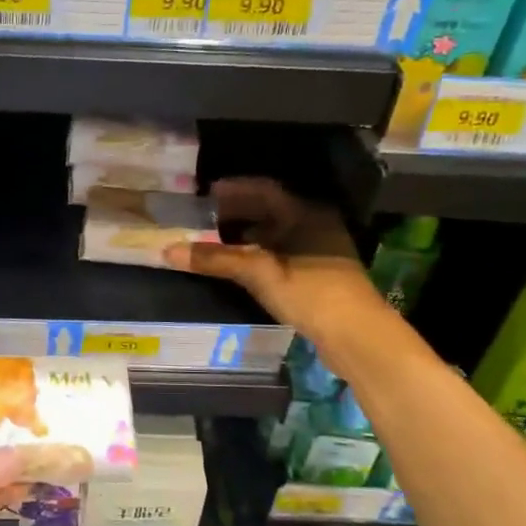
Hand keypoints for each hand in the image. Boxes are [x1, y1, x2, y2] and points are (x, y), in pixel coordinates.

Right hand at [165, 177, 385, 349]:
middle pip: (271, 210)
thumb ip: (216, 259)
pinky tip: (241, 266)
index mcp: (306, 213)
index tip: (207, 192)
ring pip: (277, 233)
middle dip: (237, 212)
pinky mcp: (320, 275)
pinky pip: (282, 253)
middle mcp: (316, 224)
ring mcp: (321, 251)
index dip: (234, 189)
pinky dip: (259, 253)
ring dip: (247, 235)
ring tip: (216, 240)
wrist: (357, 336)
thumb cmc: (311, 293)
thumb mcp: (259, 272)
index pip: (265, 190)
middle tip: (205, 216)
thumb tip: (168, 250)